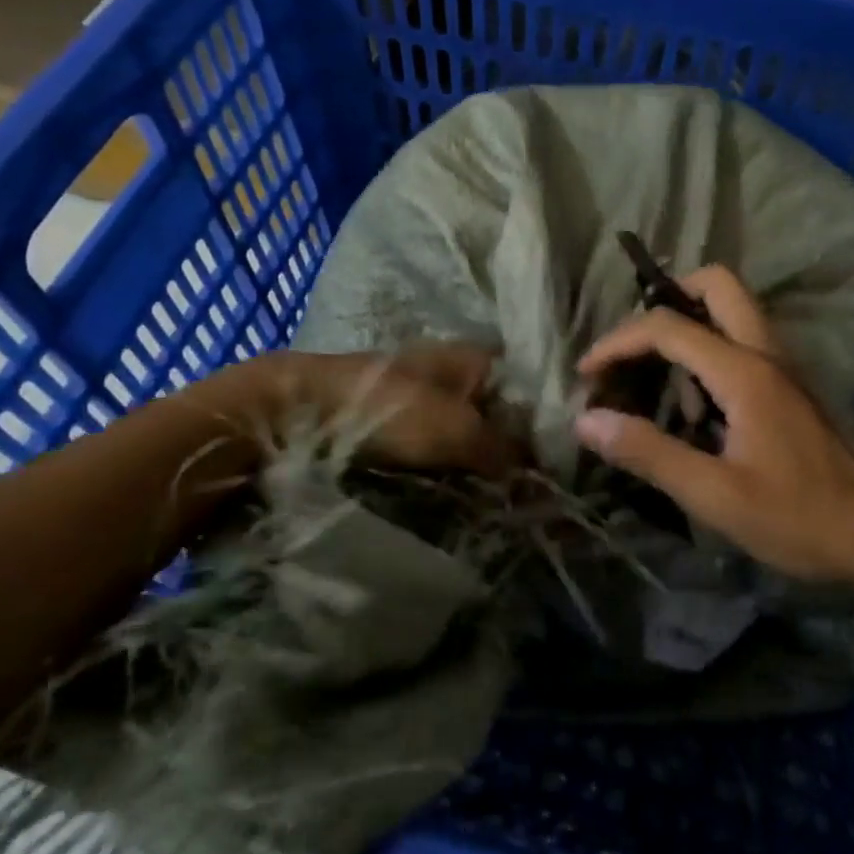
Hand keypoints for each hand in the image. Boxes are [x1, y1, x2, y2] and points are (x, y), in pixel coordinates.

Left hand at [191, 345, 518, 477]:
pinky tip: (455, 489)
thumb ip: (504, 451)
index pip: (527, 384)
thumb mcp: (456, 430)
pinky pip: (435, 442)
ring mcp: (419, 393)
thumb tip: (539, 478)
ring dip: (477, 459)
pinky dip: (446, 463)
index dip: (542, 420)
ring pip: (466, 428)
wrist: (299, 411)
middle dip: (510, 446)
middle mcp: (451, 369)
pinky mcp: (392, 419)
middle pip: (497, 410)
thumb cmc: (388, 410)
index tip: (554, 462)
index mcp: (473, 357)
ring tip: (495, 497)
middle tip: (525, 489)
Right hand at [573, 267, 853, 580]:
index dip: (618, 342)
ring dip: (686, 328)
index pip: (668, 327)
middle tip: (632, 347)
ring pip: (731, 312)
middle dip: (666, 298)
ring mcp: (782, 368)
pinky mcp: (788, 389)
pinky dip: (706, 353)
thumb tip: (587, 421)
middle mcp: (766, 354)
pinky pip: (740, 344)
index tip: (586, 374)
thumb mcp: (714, 495)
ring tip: (652, 383)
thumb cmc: (797, 520)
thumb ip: (649, 452)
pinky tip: (692, 409)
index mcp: (745, 372)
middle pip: (717, 285)